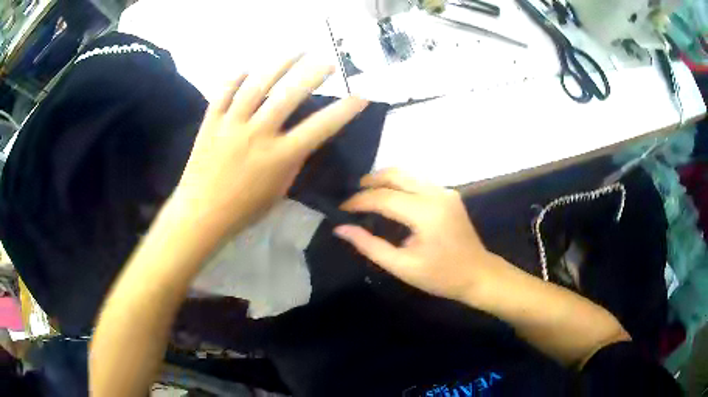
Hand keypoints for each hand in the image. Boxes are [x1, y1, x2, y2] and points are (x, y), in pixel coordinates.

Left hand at [173, 56, 367, 234]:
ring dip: (280, 65)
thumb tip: (300, 141)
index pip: (320, 127)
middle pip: (289, 95)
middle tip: (328, 62)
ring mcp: (231, 124)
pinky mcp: (211, 122)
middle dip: (313, 74)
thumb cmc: (243, 210)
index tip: (360, 96)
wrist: (201, 214)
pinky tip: (245, 69)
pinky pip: (223, 93)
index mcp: (279, 156)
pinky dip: (234, 79)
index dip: (344, 110)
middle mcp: (257, 134)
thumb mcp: (278, 192)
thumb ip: (292, 163)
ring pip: (257, 86)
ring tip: (297, 51)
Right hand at [335, 169, 500, 301]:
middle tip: (352, 197)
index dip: (358, 201)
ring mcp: (445, 191)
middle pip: (395, 174)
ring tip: (366, 196)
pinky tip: (389, 199)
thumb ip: (370, 246)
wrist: (478, 274)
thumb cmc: (441, 276)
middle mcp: (436, 193)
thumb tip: (341, 229)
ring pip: (406, 174)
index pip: (383, 197)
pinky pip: (417, 181)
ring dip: (384, 181)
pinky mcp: (448, 193)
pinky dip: (398, 185)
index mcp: (426, 213)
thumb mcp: (402, 266)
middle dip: (370, 182)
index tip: (341, 209)